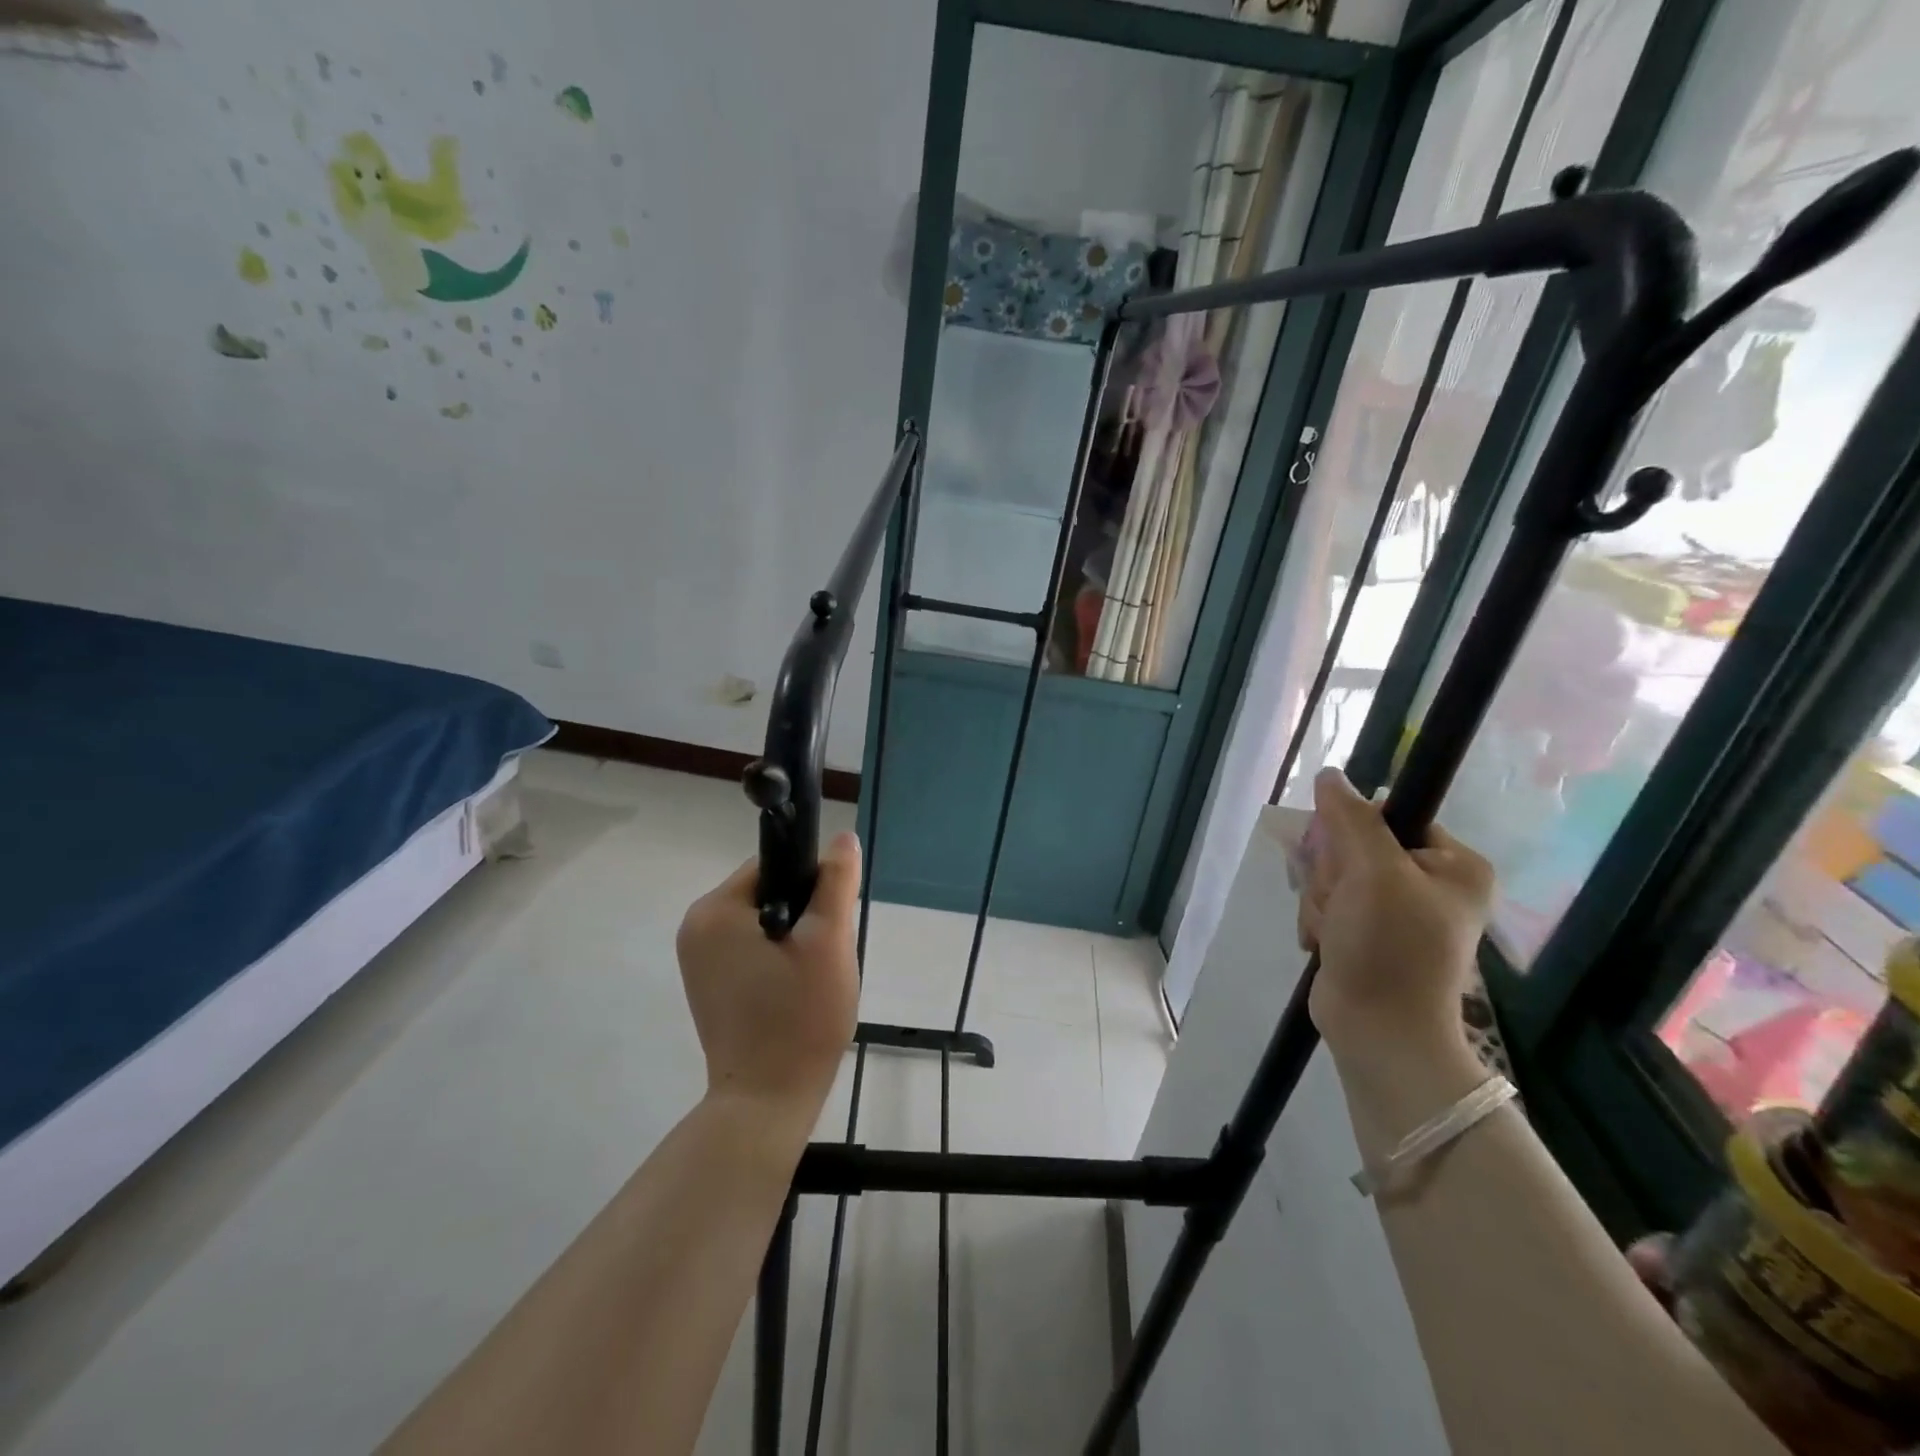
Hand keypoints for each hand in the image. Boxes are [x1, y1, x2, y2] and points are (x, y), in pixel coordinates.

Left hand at [676, 832, 862, 1125]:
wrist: (766, 1102)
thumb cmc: (799, 1017)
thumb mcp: (829, 941)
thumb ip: (835, 882)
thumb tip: (842, 838)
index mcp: (714, 910)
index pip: (773, 866)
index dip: (812, 884)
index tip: (832, 920)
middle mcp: (696, 928)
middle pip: (768, 893)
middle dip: (805, 915)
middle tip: (827, 955)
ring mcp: (698, 960)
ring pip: (765, 923)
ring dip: (795, 939)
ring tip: (813, 977)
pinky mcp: (709, 985)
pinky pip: (752, 950)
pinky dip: (778, 960)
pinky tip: (795, 992)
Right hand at [1297, 769, 1494, 1062]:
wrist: (1378, 1030)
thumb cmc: (1390, 947)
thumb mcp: (1373, 872)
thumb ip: (1351, 819)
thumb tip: (1329, 776)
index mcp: (1452, 863)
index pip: (1388, 814)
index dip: (1353, 830)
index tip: (1345, 859)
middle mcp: (1428, 882)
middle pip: (1352, 844)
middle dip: (1332, 873)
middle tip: (1342, 903)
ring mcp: (1394, 909)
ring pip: (1331, 874)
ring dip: (1321, 899)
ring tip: (1334, 931)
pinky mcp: (1364, 931)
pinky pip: (1326, 901)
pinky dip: (1318, 920)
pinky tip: (1326, 942)